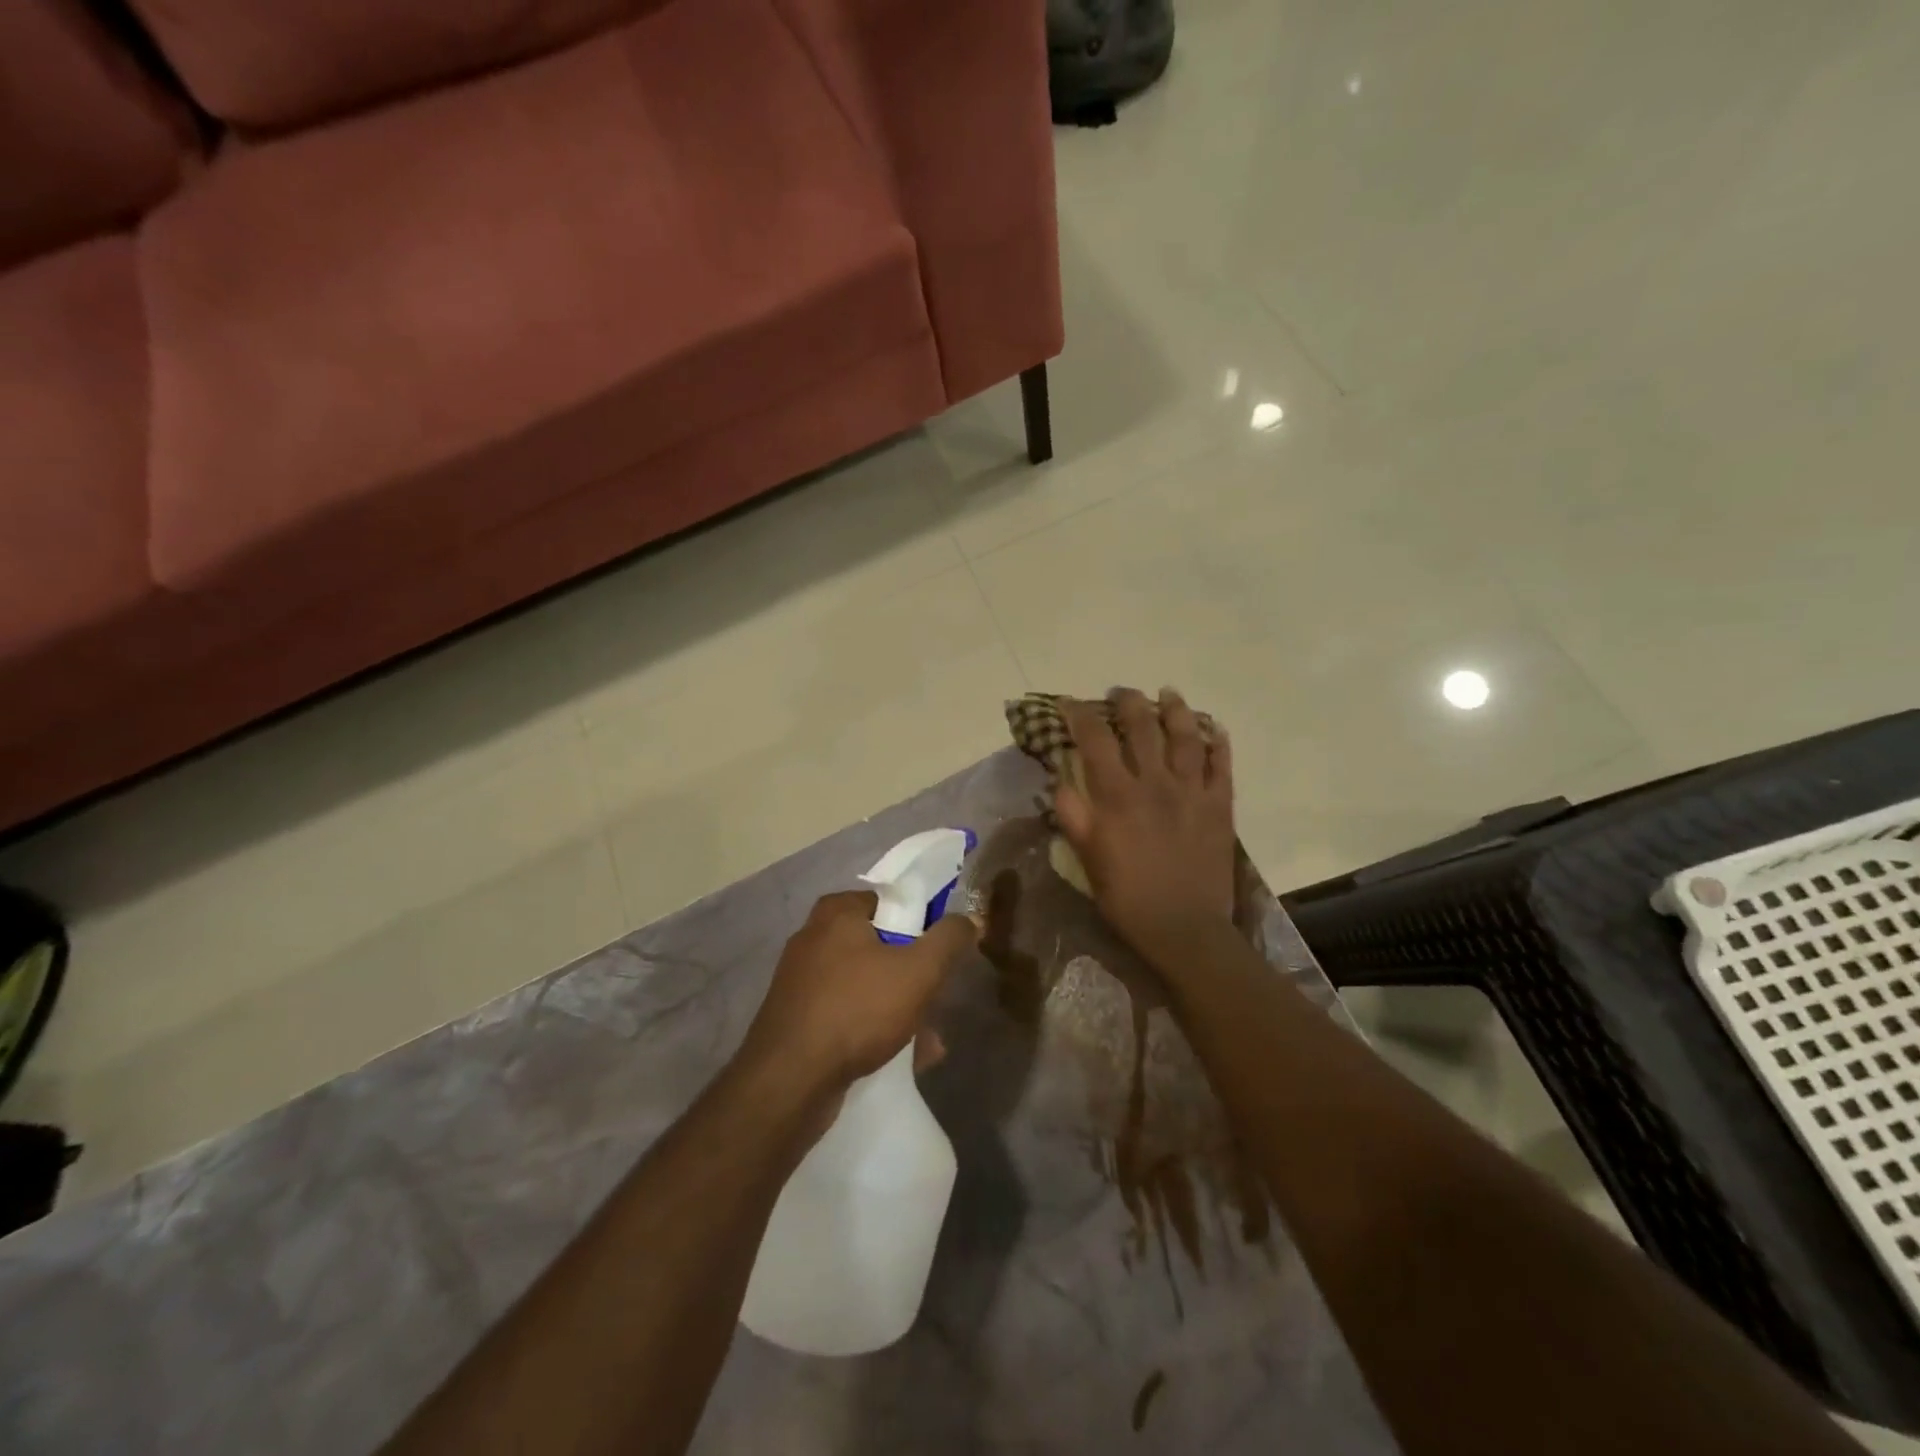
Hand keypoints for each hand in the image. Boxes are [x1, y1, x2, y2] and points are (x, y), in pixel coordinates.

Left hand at [737, 890, 978, 1102]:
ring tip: (927, 1042)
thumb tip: (966, 919)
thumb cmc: (857, 1010)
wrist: (788, 1082)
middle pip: (881, 946)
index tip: (941, 955)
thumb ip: (949, 939)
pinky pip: (847, 1013)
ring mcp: (801, 980)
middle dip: (914, 977)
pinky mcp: (796, 1017)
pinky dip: (873, 1028)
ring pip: (866, 984)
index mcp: (837, 912)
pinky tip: (901, 1058)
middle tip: (936, 1000)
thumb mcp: (919, 970)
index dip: (923, 925)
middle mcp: (814, 937)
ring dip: (899, 1008)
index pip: (892, 902)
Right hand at [1055, 688, 1236, 964]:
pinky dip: (1218, 743)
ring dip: (1175, 709)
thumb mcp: (1087, 859)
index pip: (1094, 741)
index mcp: (1118, 796)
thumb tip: (1059, 780)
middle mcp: (1155, 782)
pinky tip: (1214, 729)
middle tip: (1120, 692)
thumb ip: (1073, 816)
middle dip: (1128, 702)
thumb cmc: (1127, 897)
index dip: (1079, 715)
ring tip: (1168, 693)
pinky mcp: (1220, 805)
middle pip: (1142, 726)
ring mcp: (1192, 791)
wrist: (1184, 929)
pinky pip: (1222, 765)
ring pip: (1186, 736)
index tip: (1068, 702)